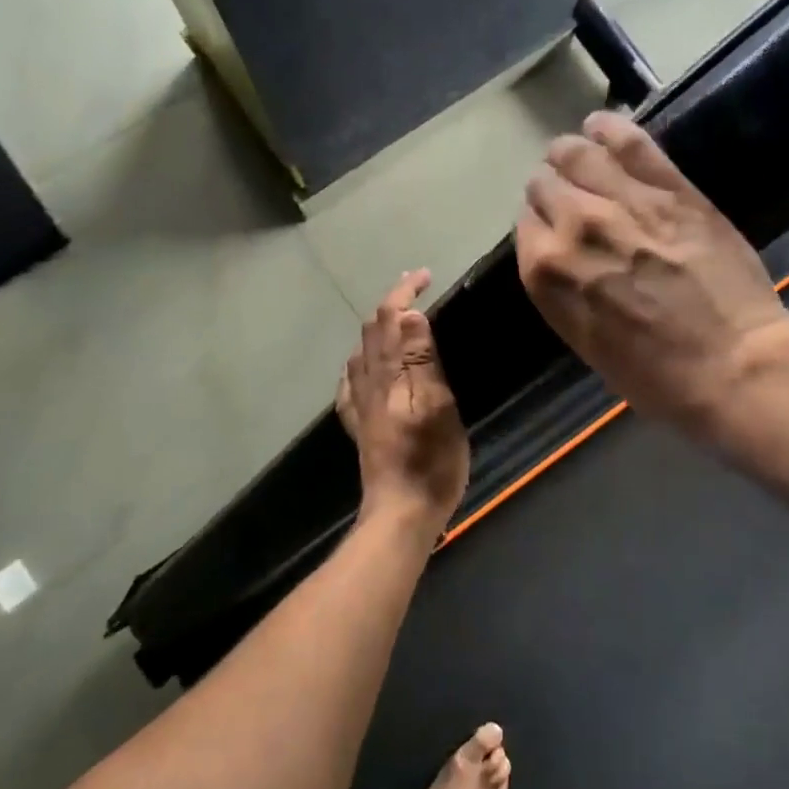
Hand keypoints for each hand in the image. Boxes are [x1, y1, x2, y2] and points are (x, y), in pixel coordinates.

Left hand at [336, 270, 470, 536]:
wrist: (400, 514)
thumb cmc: (429, 462)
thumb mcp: (436, 406)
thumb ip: (420, 360)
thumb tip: (408, 313)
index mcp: (387, 375)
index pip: (388, 319)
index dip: (403, 292)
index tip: (425, 275)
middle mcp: (367, 383)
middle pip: (371, 331)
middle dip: (391, 303)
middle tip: (416, 286)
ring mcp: (360, 406)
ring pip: (362, 353)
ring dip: (379, 327)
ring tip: (399, 319)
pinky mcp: (361, 426)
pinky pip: (353, 382)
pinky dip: (363, 361)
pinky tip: (367, 368)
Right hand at [515, 112, 788, 437]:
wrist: (732, 366)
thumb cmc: (655, 375)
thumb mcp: (587, 342)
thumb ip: (566, 291)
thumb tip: (565, 260)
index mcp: (546, 273)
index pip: (526, 225)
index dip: (540, 226)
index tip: (555, 231)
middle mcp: (573, 226)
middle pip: (544, 184)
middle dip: (553, 190)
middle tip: (571, 199)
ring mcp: (622, 201)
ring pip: (576, 153)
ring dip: (571, 154)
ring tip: (579, 155)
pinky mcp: (669, 188)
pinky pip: (629, 141)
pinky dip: (609, 128)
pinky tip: (600, 125)